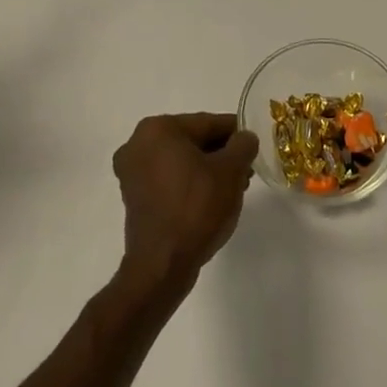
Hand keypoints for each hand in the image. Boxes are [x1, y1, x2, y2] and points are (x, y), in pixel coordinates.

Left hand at [112, 113, 258, 289]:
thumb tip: (244, 138)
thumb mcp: (231, 171)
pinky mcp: (133, 196)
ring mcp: (131, 172)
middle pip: (193, 140)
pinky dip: (190, 182)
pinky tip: (211, 199)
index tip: (255, 146)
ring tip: (234, 187)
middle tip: (247, 170)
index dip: (237, 133)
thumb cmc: (197, 208)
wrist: (163, 264)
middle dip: (222, 153)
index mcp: (158, 129)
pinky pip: (169, 178)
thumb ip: (242, 145)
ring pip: (181, 160)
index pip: (208, 122)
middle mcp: (138, 143)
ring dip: (208, 169)